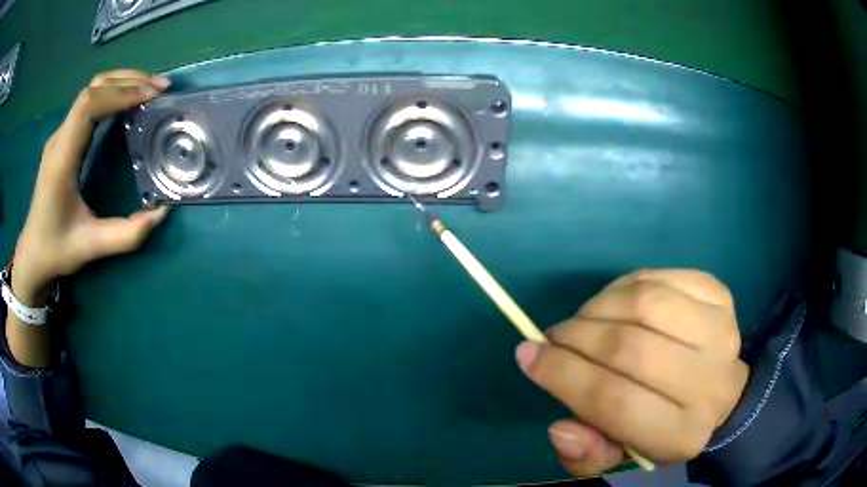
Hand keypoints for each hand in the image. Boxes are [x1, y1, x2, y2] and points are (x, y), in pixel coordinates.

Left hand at [12, 70, 170, 304]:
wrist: (32, 254)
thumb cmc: (56, 249)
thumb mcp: (90, 247)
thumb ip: (126, 234)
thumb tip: (161, 213)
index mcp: (61, 158)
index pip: (89, 105)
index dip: (121, 93)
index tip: (151, 96)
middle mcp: (60, 137)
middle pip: (94, 88)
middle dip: (129, 80)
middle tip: (160, 88)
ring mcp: (61, 135)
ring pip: (92, 89)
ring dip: (122, 82)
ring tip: (149, 89)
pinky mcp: (64, 138)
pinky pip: (89, 102)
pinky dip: (113, 93)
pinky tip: (128, 102)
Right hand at [516, 269, 747, 476]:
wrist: (721, 395)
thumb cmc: (663, 428)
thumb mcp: (621, 456)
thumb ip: (588, 455)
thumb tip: (559, 429)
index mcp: (680, 434)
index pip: (613, 401)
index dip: (563, 375)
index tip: (529, 356)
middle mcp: (709, 382)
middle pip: (629, 348)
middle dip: (577, 338)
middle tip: (554, 338)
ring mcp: (720, 331)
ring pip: (645, 303)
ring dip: (599, 306)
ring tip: (583, 320)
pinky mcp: (720, 296)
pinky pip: (660, 278)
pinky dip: (624, 286)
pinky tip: (615, 303)